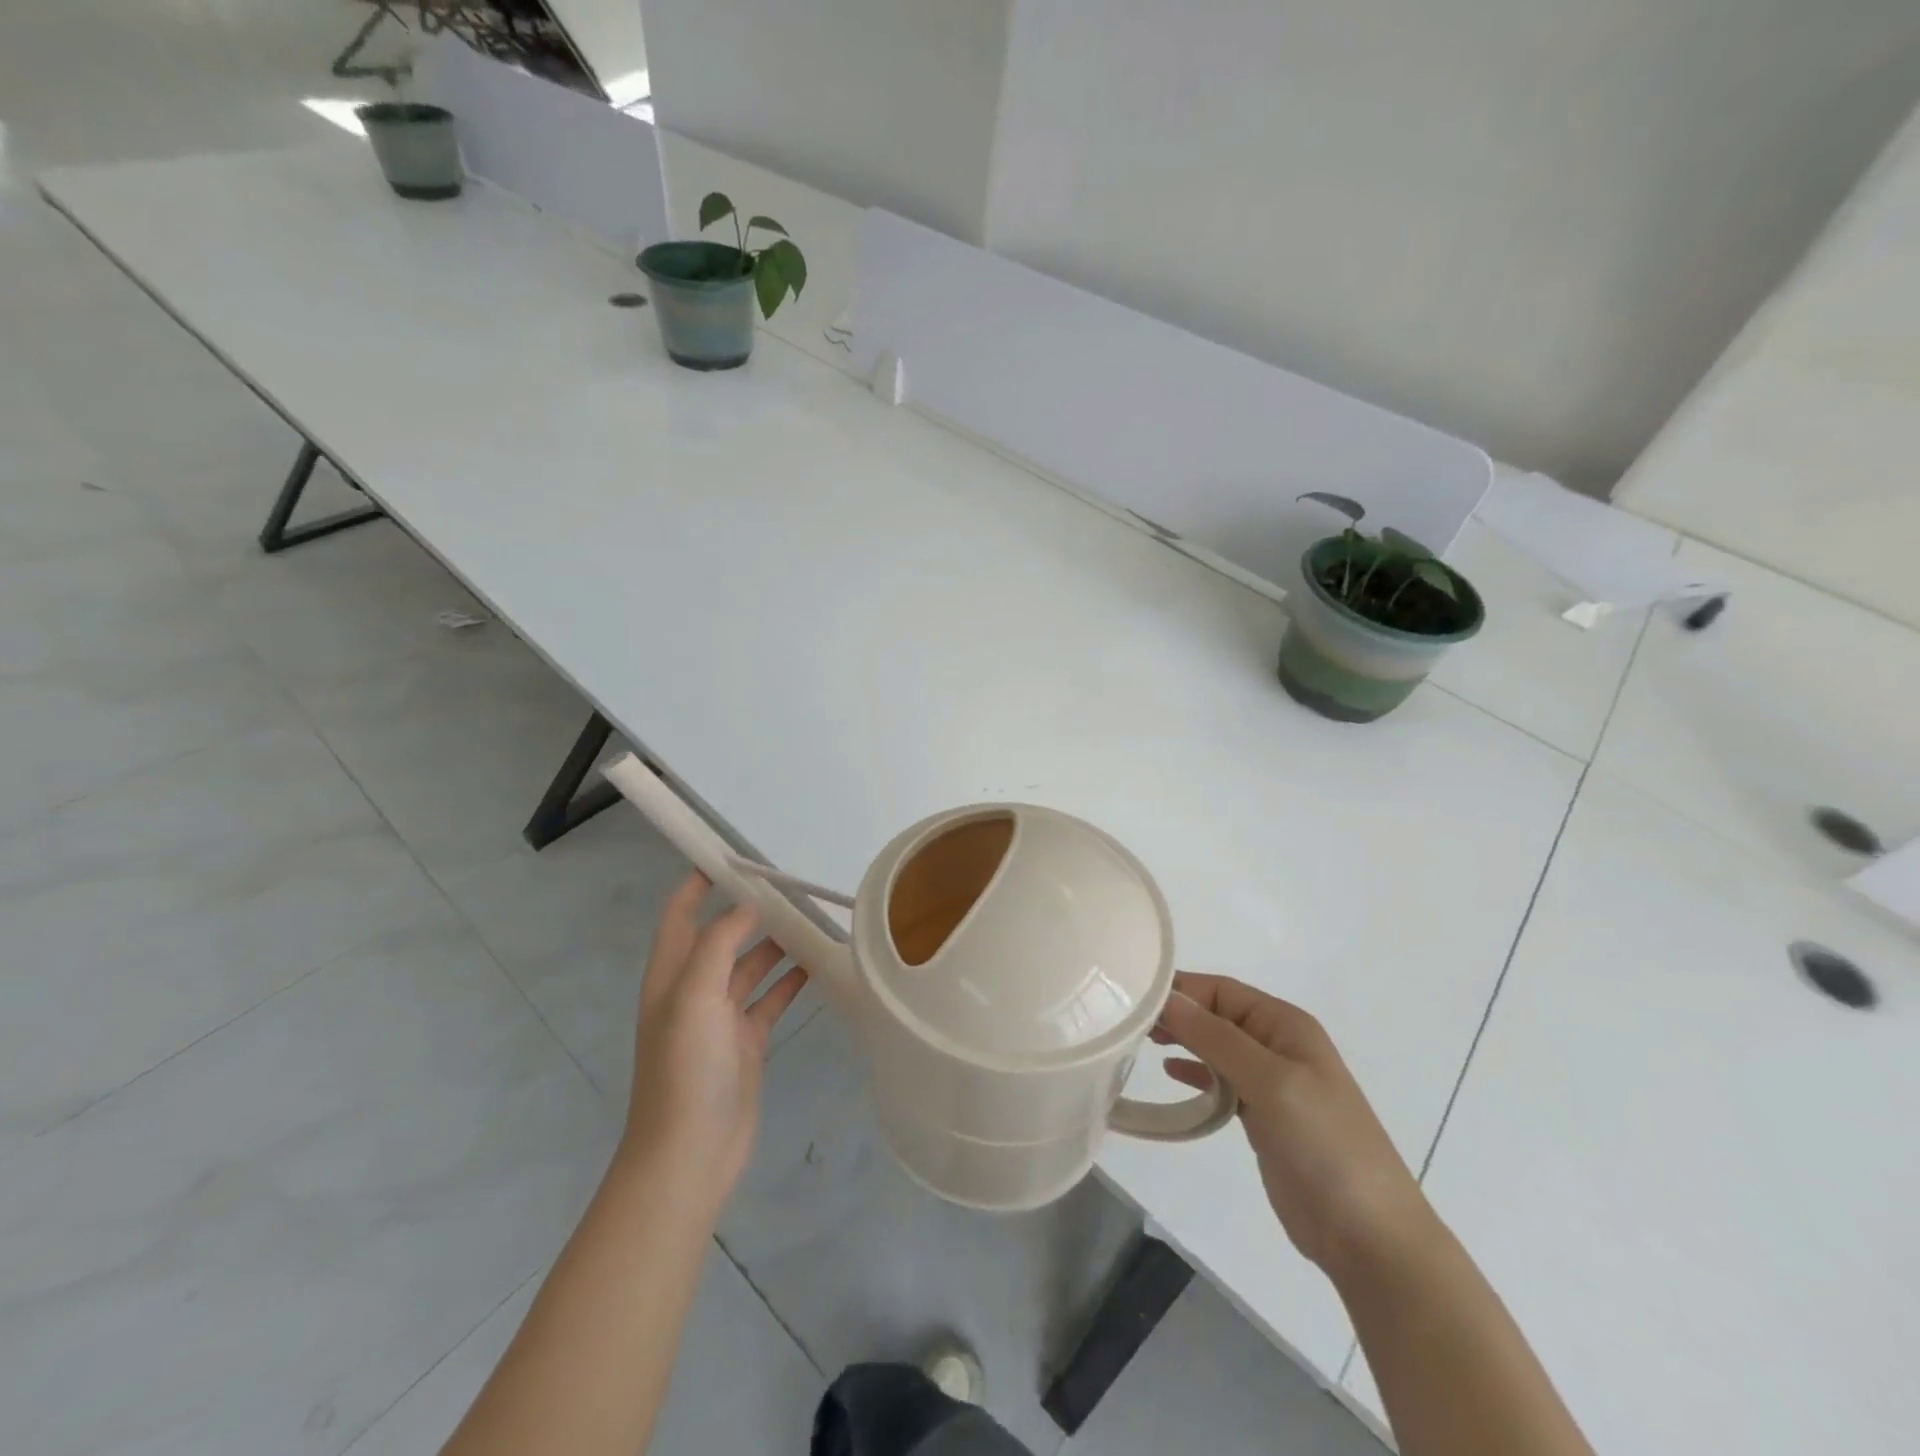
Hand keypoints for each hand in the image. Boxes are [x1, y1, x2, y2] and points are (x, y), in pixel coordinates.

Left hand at [620, 872, 809, 1210]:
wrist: (689, 1155)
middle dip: (749, 909)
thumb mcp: (694, 996)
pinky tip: (818, 964)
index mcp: (670, 975)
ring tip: (812, 918)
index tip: (731, 855)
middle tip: (790, 885)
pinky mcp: (746, 1041)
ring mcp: (721, 1018)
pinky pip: (772, 998)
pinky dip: (791, 980)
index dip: (697, 883)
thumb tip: (747, 905)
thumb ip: (719, 944)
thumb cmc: (684, 1069)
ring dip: (776, 943)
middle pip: (721, 936)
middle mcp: (694, 990)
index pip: (680, 915)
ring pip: (751, 966)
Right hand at [1155, 973, 1438, 1277]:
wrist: (1369, 1236)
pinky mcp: (1264, 1118)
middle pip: (1217, 1015)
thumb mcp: (1270, 1080)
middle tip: (1131, 1023)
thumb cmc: (1324, 1143)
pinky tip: (1172, 1074)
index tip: (1134, 999)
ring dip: (1184, 1041)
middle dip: (1178, 1014)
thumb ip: (1215, 1037)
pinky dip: (1196, 1073)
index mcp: (1285, 1025)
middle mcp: (1277, 1045)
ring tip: (1143, 1043)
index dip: (1181, 990)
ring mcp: (1272, 1083)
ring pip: (1216, 1047)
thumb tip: (1166, 998)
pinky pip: (1222, 1081)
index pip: (1222, 990)